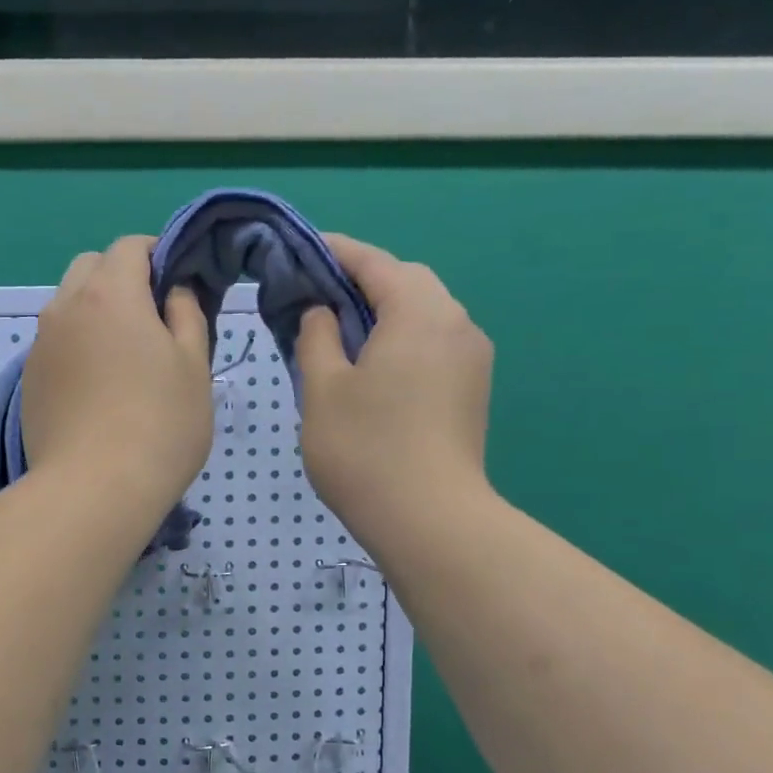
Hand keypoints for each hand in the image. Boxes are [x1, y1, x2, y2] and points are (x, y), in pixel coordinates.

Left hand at [21, 236, 213, 512]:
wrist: (93, 490)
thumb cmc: (159, 424)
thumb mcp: (195, 365)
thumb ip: (188, 314)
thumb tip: (174, 291)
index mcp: (109, 293)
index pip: (129, 246)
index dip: (157, 254)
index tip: (178, 283)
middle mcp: (65, 307)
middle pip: (90, 267)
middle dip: (120, 277)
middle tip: (151, 319)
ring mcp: (40, 345)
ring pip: (67, 305)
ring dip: (95, 311)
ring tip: (122, 355)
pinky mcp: (28, 380)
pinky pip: (54, 342)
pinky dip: (76, 345)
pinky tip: (96, 386)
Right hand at [293, 234, 495, 555]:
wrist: (430, 520)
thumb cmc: (365, 449)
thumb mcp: (322, 388)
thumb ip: (316, 337)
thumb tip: (323, 312)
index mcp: (419, 312)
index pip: (373, 262)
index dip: (334, 252)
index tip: (299, 251)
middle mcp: (455, 322)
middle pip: (406, 282)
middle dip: (362, 280)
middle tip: (316, 296)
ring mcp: (472, 357)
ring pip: (424, 313)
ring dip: (384, 310)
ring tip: (340, 331)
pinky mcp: (473, 388)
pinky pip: (434, 342)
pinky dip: (402, 337)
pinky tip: (373, 365)